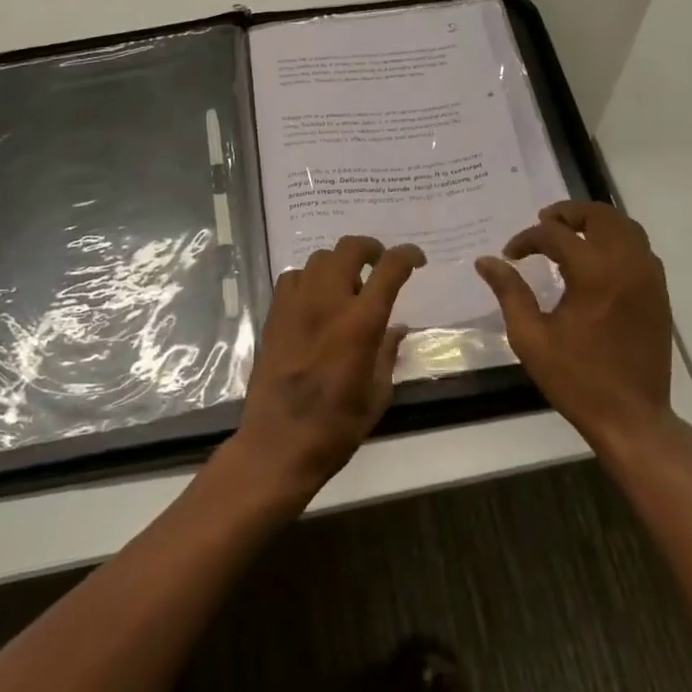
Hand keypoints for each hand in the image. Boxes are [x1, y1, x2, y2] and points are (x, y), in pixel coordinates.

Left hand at [228, 236, 424, 502]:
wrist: (279, 443)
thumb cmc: (337, 426)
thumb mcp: (378, 393)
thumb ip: (388, 352)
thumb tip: (397, 327)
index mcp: (361, 322)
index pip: (390, 268)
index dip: (408, 255)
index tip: (417, 259)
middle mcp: (328, 302)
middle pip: (349, 248)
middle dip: (371, 248)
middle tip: (380, 262)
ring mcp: (296, 305)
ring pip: (319, 259)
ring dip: (339, 264)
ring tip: (347, 285)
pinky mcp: (274, 315)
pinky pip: (293, 277)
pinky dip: (310, 279)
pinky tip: (315, 300)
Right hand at [474, 202, 687, 456]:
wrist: (631, 416)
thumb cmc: (576, 379)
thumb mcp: (530, 337)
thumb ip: (509, 292)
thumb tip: (486, 261)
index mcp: (594, 274)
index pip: (555, 235)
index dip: (528, 239)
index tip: (511, 254)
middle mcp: (626, 264)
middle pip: (600, 215)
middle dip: (568, 213)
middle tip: (542, 224)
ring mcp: (649, 276)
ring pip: (625, 226)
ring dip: (595, 223)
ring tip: (568, 235)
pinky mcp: (659, 291)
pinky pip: (639, 248)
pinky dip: (615, 240)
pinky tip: (595, 259)